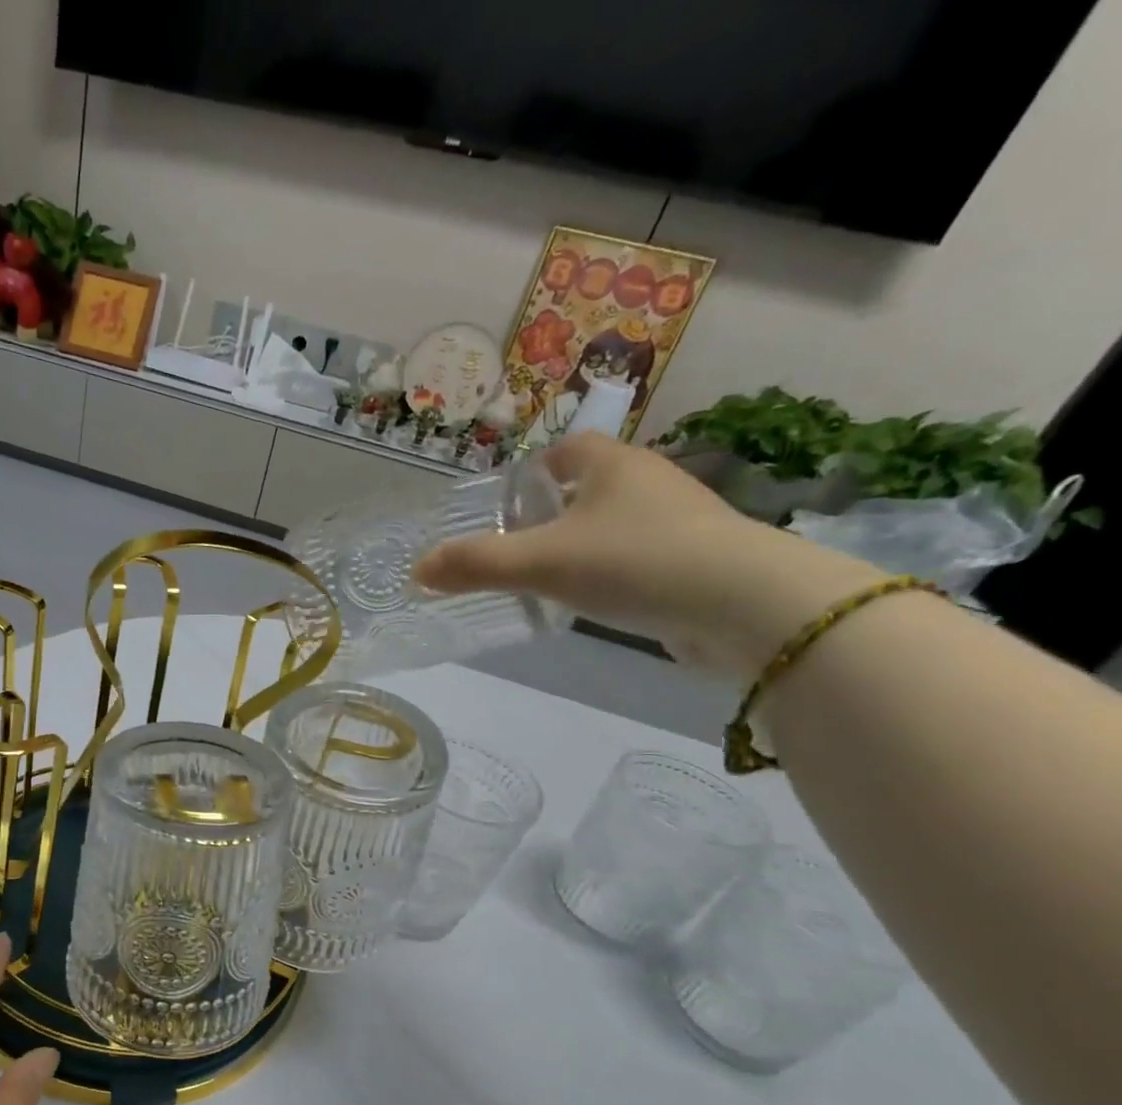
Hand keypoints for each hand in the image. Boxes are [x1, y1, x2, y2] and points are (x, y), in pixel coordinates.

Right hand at [415, 434, 885, 679]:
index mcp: (612, 465)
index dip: (534, 470)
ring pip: (617, 523)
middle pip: (592, 486)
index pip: (568, 448)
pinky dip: (615, 572)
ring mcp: (680, 521)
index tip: (508, 502)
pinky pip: (642, 557)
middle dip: (554, 511)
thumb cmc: (630, 561)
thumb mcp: (538, 563)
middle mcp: (649, 482)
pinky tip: (598, 601)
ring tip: (549, 578)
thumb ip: (474, 566)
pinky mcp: (698, 561)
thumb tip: (417, 571)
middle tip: (517, 545)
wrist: (739, 604)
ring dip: (585, 543)